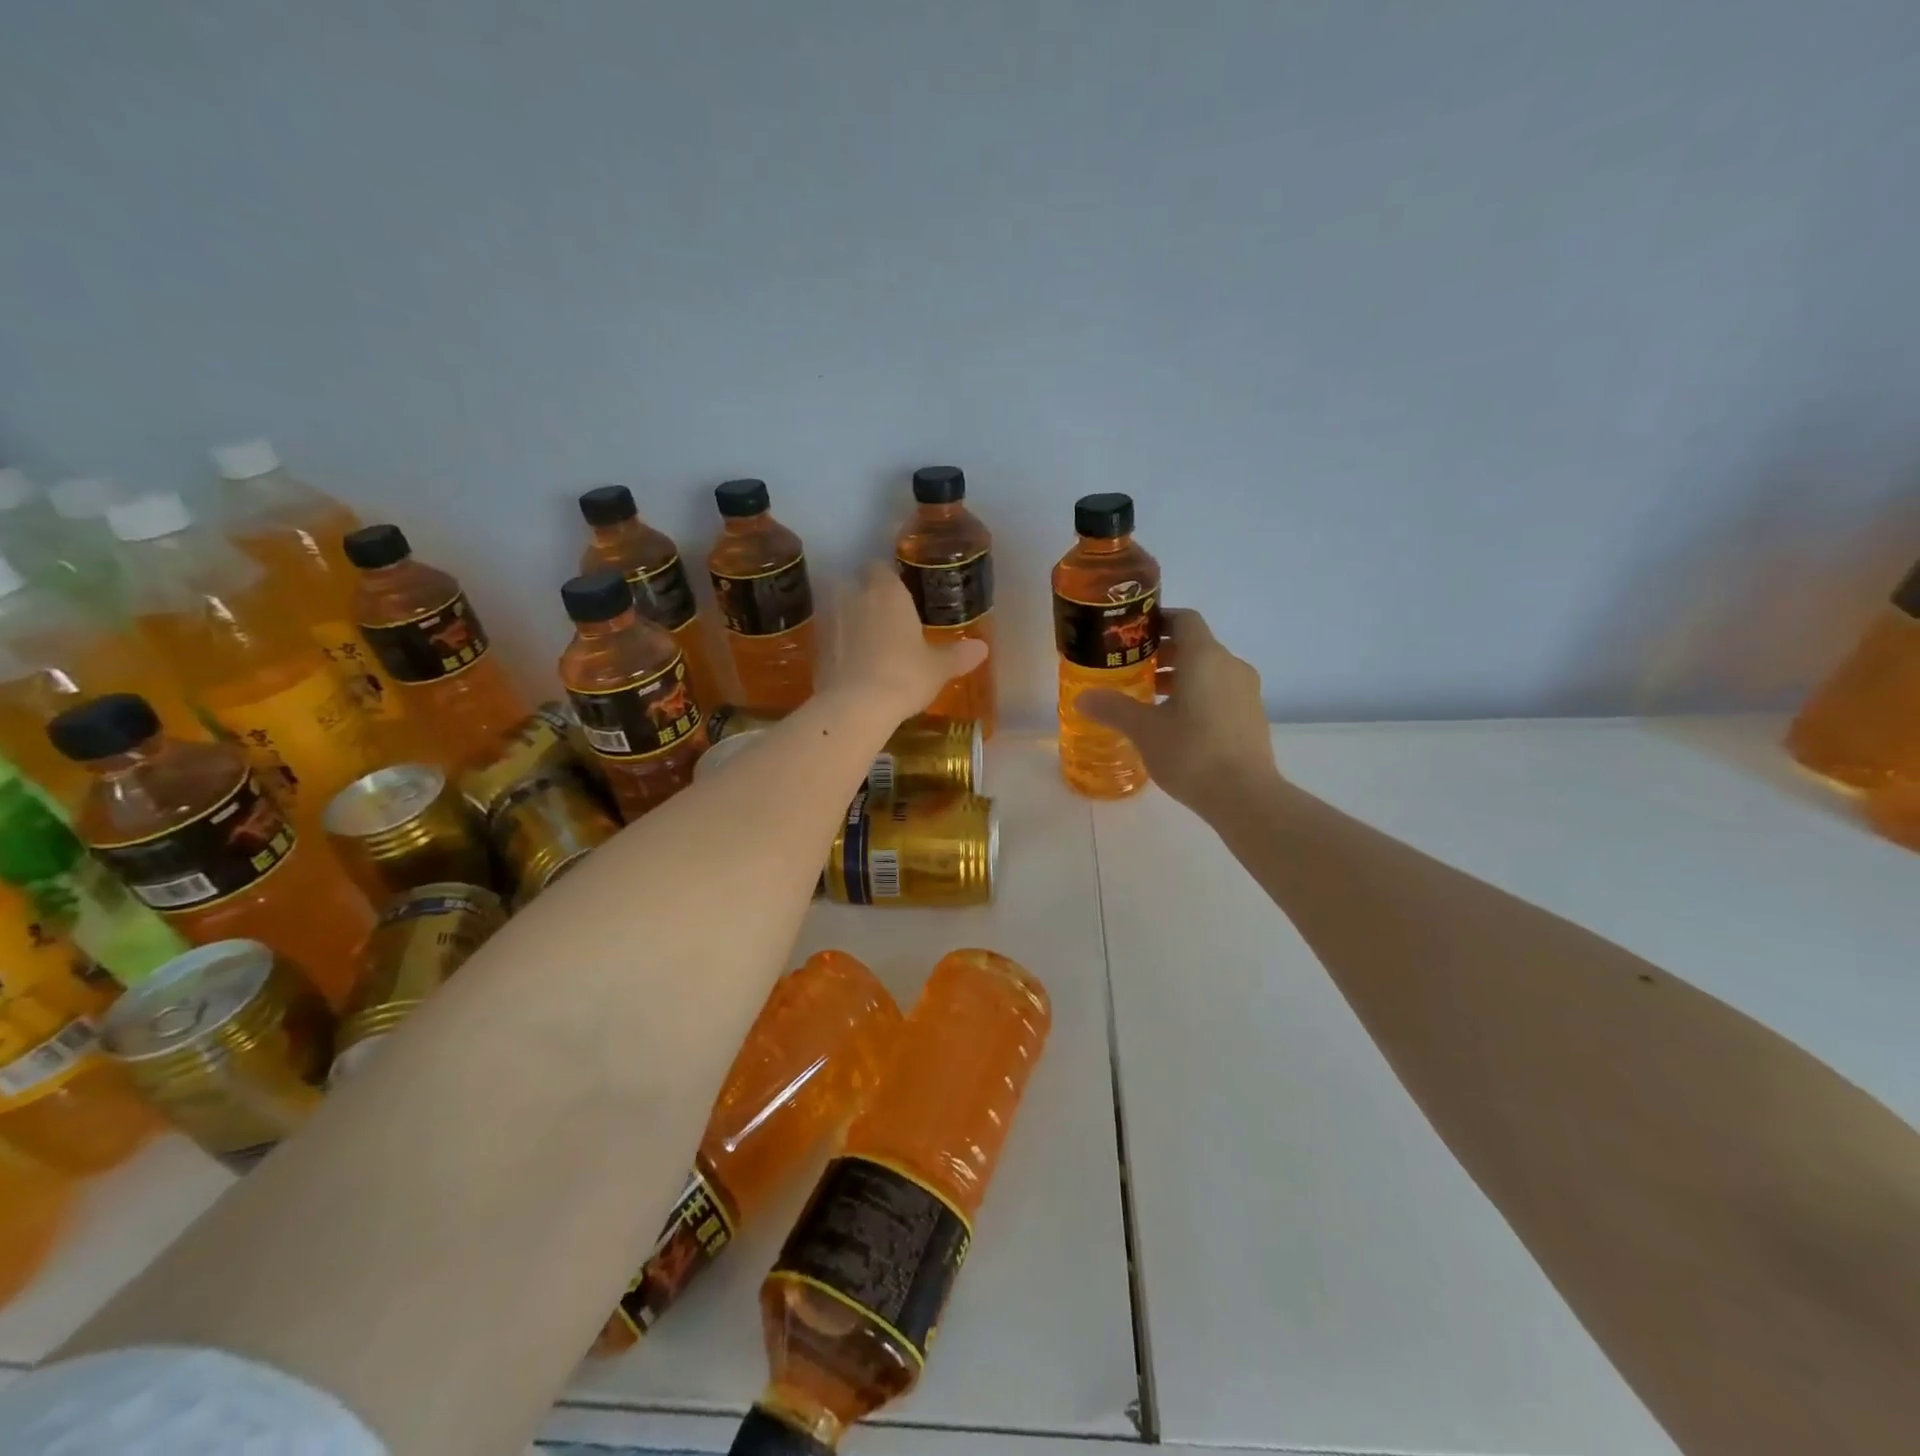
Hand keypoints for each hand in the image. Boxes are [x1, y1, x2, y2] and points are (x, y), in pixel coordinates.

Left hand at [831, 563, 988, 716]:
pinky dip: (838, 647)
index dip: (888, 579)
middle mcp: (854, 596)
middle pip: (856, 586)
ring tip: (868, 646)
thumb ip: (957, 655)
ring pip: (839, 611)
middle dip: (866, 598)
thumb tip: (981, 648)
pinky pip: (830, 638)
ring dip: (850, 622)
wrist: (856, 706)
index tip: (899, 594)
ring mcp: (829, 620)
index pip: (881, 568)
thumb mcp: (937, 668)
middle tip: (886, 621)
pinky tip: (852, 666)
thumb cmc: (904, 676)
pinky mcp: (815, 647)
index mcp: (886, 591)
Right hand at [1081, 608, 1279, 817]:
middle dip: (1163, 653)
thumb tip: (1083, 698)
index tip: (1133, 634)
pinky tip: (1176, 723)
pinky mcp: (1252, 716)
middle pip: (1195, 645)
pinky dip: (1197, 695)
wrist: (1245, 796)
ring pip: (1209, 670)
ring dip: (1179, 676)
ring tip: (1149, 699)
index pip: (1184, 619)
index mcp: (1205, 657)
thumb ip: (1113, 708)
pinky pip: (1220, 692)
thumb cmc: (1192, 752)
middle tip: (1132, 669)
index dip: (1159, 620)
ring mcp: (1247, 691)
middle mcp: (1230, 665)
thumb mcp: (1144, 730)